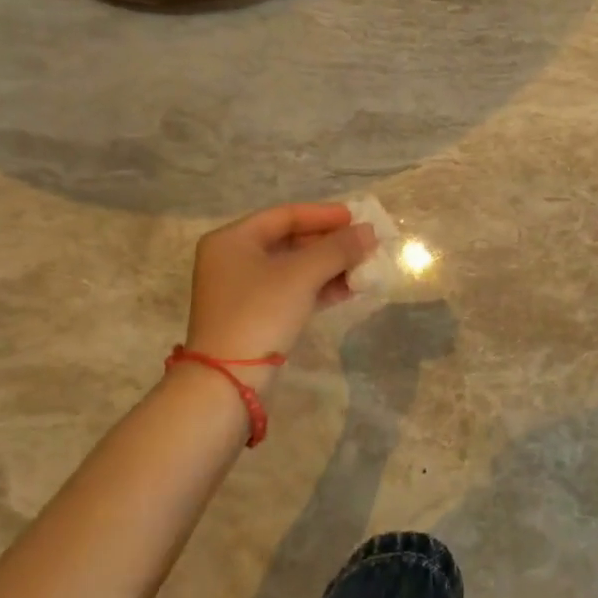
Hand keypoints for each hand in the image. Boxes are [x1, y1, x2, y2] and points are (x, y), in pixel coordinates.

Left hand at [184, 203, 376, 365]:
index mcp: (232, 239)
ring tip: (364, 268)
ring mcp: (242, 290)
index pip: (285, 215)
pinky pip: (291, 291)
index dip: (323, 215)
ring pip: (293, 268)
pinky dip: (318, 288)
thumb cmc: (259, 313)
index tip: (356, 218)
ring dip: (329, 267)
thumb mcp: (301, 275)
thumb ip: (337, 249)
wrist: (227, 382)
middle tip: (364, 244)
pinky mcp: (254, 316)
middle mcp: (233, 259)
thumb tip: (369, 231)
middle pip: (289, 240)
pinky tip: (348, 289)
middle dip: (329, 243)